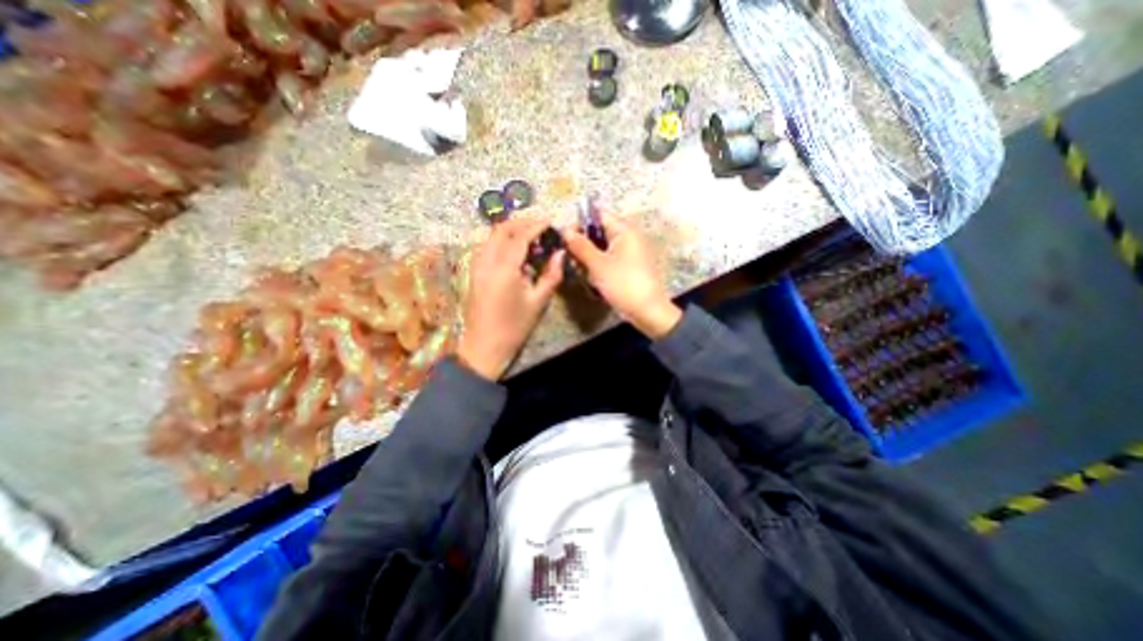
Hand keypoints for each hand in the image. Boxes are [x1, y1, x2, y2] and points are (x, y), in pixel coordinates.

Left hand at [456, 215, 561, 380]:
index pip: (520, 236)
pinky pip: (487, 247)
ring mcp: (477, 266)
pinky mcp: (474, 272)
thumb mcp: (538, 302)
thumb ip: (551, 275)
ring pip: (492, 236)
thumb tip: (560, 253)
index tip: (550, 219)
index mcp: (504, 269)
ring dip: (510, 229)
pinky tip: (514, 249)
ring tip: (530, 233)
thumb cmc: (514, 327)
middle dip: (521, 222)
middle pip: (501, 230)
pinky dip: (501, 240)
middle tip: (540, 223)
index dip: (535, 225)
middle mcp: (486, 262)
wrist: (485, 346)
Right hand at [561, 212, 676, 337]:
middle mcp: (630, 237)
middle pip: (600, 231)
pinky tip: (591, 276)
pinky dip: (599, 264)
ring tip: (580, 269)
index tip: (565, 238)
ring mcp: (631, 252)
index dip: (580, 223)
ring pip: (604, 247)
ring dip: (589, 256)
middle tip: (571, 257)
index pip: (598, 215)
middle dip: (583, 243)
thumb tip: (566, 231)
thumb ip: (581, 246)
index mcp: (625, 230)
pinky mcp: (631, 266)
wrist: (648, 311)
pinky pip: (611, 259)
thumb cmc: (623, 284)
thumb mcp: (598, 265)